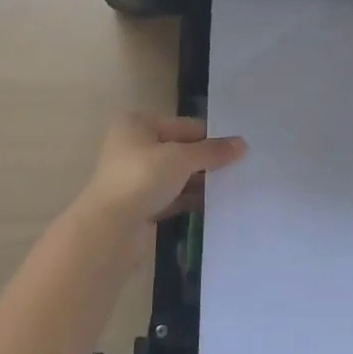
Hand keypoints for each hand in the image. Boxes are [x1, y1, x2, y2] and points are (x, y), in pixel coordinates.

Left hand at [72, 112, 246, 231]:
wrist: (109, 230)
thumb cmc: (142, 178)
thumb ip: (212, 151)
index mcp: (138, 124)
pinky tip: (215, 204)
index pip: (185, 125)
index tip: (239, 149)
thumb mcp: (182, 159)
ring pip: (176, 175)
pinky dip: (190, 199)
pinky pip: (172, 197)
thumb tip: (243, 144)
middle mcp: (134, 146)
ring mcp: (135, 177)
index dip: (211, 137)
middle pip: (180, 149)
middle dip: (206, 160)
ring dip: (200, 181)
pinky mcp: (140, 205)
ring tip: (234, 186)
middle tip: (241, 168)